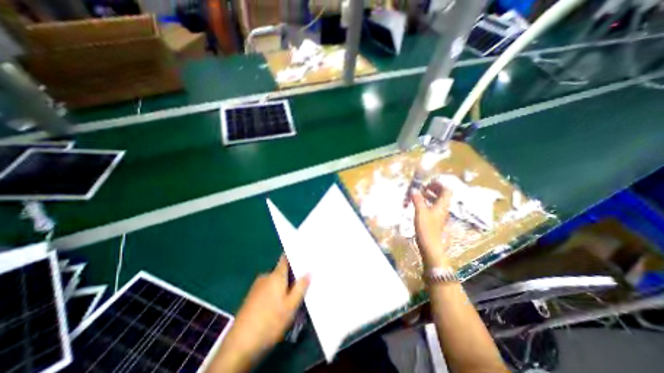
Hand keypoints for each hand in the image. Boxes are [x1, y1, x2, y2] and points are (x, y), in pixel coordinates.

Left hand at [206, 257, 311, 372]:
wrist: (239, 345)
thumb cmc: (270, 322)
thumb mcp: (291, 306)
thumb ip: (301, 287)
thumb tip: (308, 272)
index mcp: (276, 275)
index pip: (285, 259)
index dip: (294, 257)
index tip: (303, 260)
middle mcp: (266, 277)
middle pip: (281, 272)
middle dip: (290, 278)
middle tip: (300, 289)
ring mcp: (256, 287)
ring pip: (274, 283)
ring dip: (282, 288)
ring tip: (290, 302)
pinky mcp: (251, 298)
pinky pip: (267, 290)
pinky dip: (274, 295)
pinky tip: (277, 309)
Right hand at [411, 182, 450, 267]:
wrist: (430, 246)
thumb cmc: (427, 228)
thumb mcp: (420, 212)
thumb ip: (417, 199)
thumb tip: (413, 189)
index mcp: (442, 205)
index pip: (446, 190)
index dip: (439, 184)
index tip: (428, 182)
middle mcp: (443, 208)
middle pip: (443, 195)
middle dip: (434, 189)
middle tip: (423, 187)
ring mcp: (440, 215)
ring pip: (438, 201)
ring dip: (430, 195)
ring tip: (420, 194)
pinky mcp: (435, 220)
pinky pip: (433, 207)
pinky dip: (427, 203)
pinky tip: (419, 204)